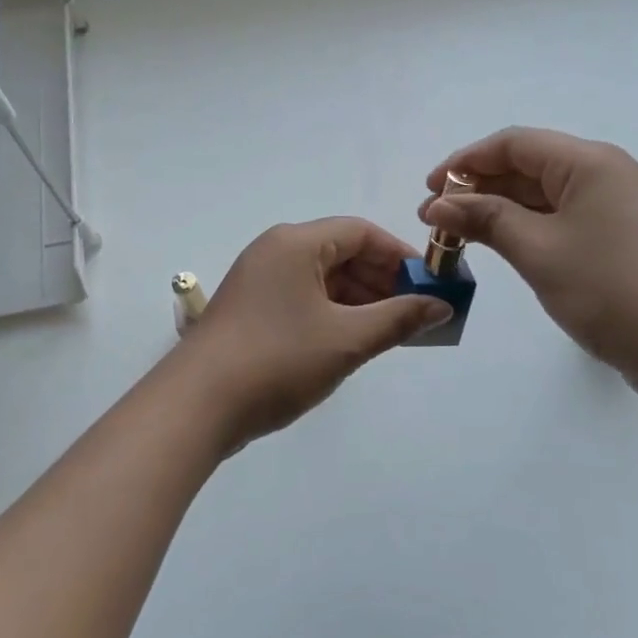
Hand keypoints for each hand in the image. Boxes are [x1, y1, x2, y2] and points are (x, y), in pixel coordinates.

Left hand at [172, 217, 451, 455]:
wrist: (196, 406)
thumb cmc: (278, 360)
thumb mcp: (347, 340)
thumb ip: (398, 319)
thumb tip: (441, 306)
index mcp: (296, 243)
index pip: (360, 232)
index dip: (400, 256)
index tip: (429, 285)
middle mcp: (274, 252)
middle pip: (341, 252)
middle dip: (381, 281)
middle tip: (414, 314)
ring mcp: (258, 281)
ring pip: (321, 279)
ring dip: (359, 301)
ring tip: (389, 333)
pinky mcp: (250, 310)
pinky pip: (302, 299)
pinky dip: (332, 314)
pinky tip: (351, 342)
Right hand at [420, 128, 637, 401]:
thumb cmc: (611, 289)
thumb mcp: (539, 250)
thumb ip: (486, 220)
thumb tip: (439, 204)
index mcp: (589, 163)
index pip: (514, 144)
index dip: (465, 162)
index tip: (428, 190)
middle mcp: (604, 176)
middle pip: (528, 167)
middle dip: (478, 189)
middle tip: (435, 221)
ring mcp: (615, 211)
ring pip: (544, 198)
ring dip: (499, 212)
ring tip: (459, 238)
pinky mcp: (620, 243)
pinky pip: (562, 223)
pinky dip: (527, 231)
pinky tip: (503, 250)